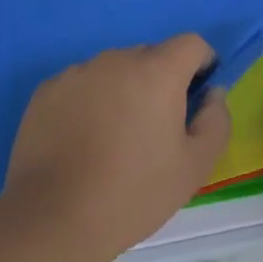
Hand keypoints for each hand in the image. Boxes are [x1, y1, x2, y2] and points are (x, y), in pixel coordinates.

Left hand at [0, 33, 231, 256]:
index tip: (197, 97)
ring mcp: (76, 73)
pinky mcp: (46, 91)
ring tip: (114, 139)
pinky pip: (81, 86)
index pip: (191, 43)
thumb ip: (216, 120)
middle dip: (161, 82)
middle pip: (150, 56)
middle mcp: (115, 60)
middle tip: (155, 129)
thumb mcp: (196, 165)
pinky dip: (90, 102)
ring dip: (123, 91)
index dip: (202, 64)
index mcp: (157, 72)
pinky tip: (82, 142)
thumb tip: (211, 94)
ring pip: (113, 71)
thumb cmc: (134, 192)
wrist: (53, 217)